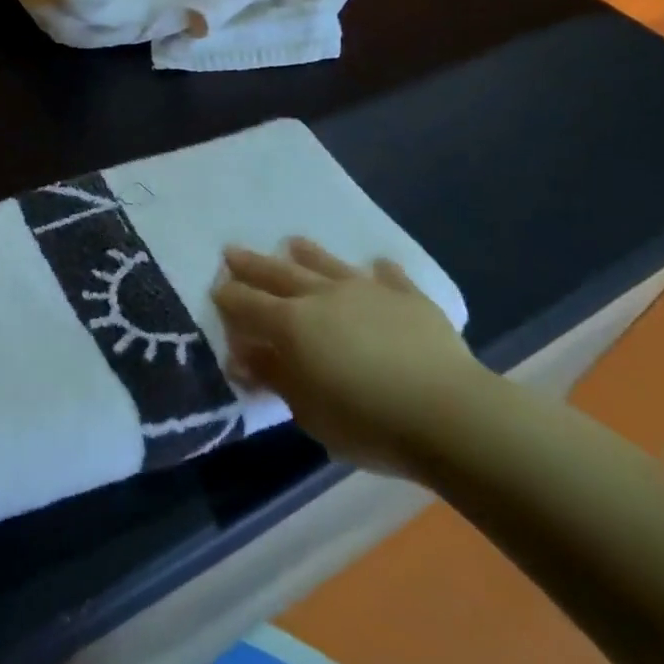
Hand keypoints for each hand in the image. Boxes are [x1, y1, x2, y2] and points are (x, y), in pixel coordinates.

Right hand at [214, 239, 490, 477]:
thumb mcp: (307, 410)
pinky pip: (388, 277)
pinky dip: (379, 271)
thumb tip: (243, 355)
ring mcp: (368, 291)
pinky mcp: (408, 298)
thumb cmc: (366, 422)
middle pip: (280, 274)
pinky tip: (377, 264)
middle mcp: (324, 296)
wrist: (448, 413)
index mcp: (293, 324)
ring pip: (329, 265)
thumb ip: (274, 376)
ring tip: (293, 242)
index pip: (249, 304)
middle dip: (253, 264)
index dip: (229, 297)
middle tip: (232, 250)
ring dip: (308, 254)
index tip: (216, 288)